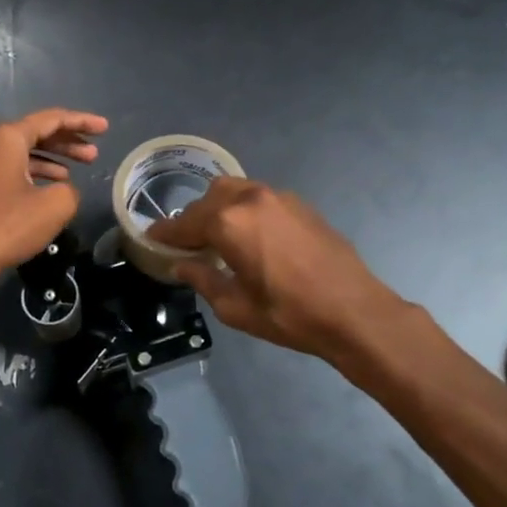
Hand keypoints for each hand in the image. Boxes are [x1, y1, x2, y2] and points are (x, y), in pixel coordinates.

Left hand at [0, 108, 108, 296]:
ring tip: (78, 170)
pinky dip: (36, 173)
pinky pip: (13, 169)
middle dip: (68, 141)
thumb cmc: (7, 225)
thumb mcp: (54, 206)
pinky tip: (51, 188)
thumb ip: (70, 190)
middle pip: (36, 133)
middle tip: (94, 154)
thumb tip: (63, 191)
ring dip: (53, 158)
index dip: (82, 122)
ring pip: (24, 152)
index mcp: (8, 138)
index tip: (105, 129)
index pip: (52, 119)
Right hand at [146, 177, 414, 360]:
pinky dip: (244, 209)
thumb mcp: (235, 307)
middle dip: (193, 219)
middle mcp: (249, 199)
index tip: (151, 238)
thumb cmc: (289, 315)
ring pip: (234, 191)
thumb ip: (203, 280)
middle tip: (188, 244)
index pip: (184, 224)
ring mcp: (277, 197)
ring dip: (219, 209)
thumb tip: (182, 266)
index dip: (165, 234)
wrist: (354, 311)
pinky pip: (258, 197)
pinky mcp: (299, 203)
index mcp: (228, 223)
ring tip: (218, 236)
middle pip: (207, 199)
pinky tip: (250, 234)